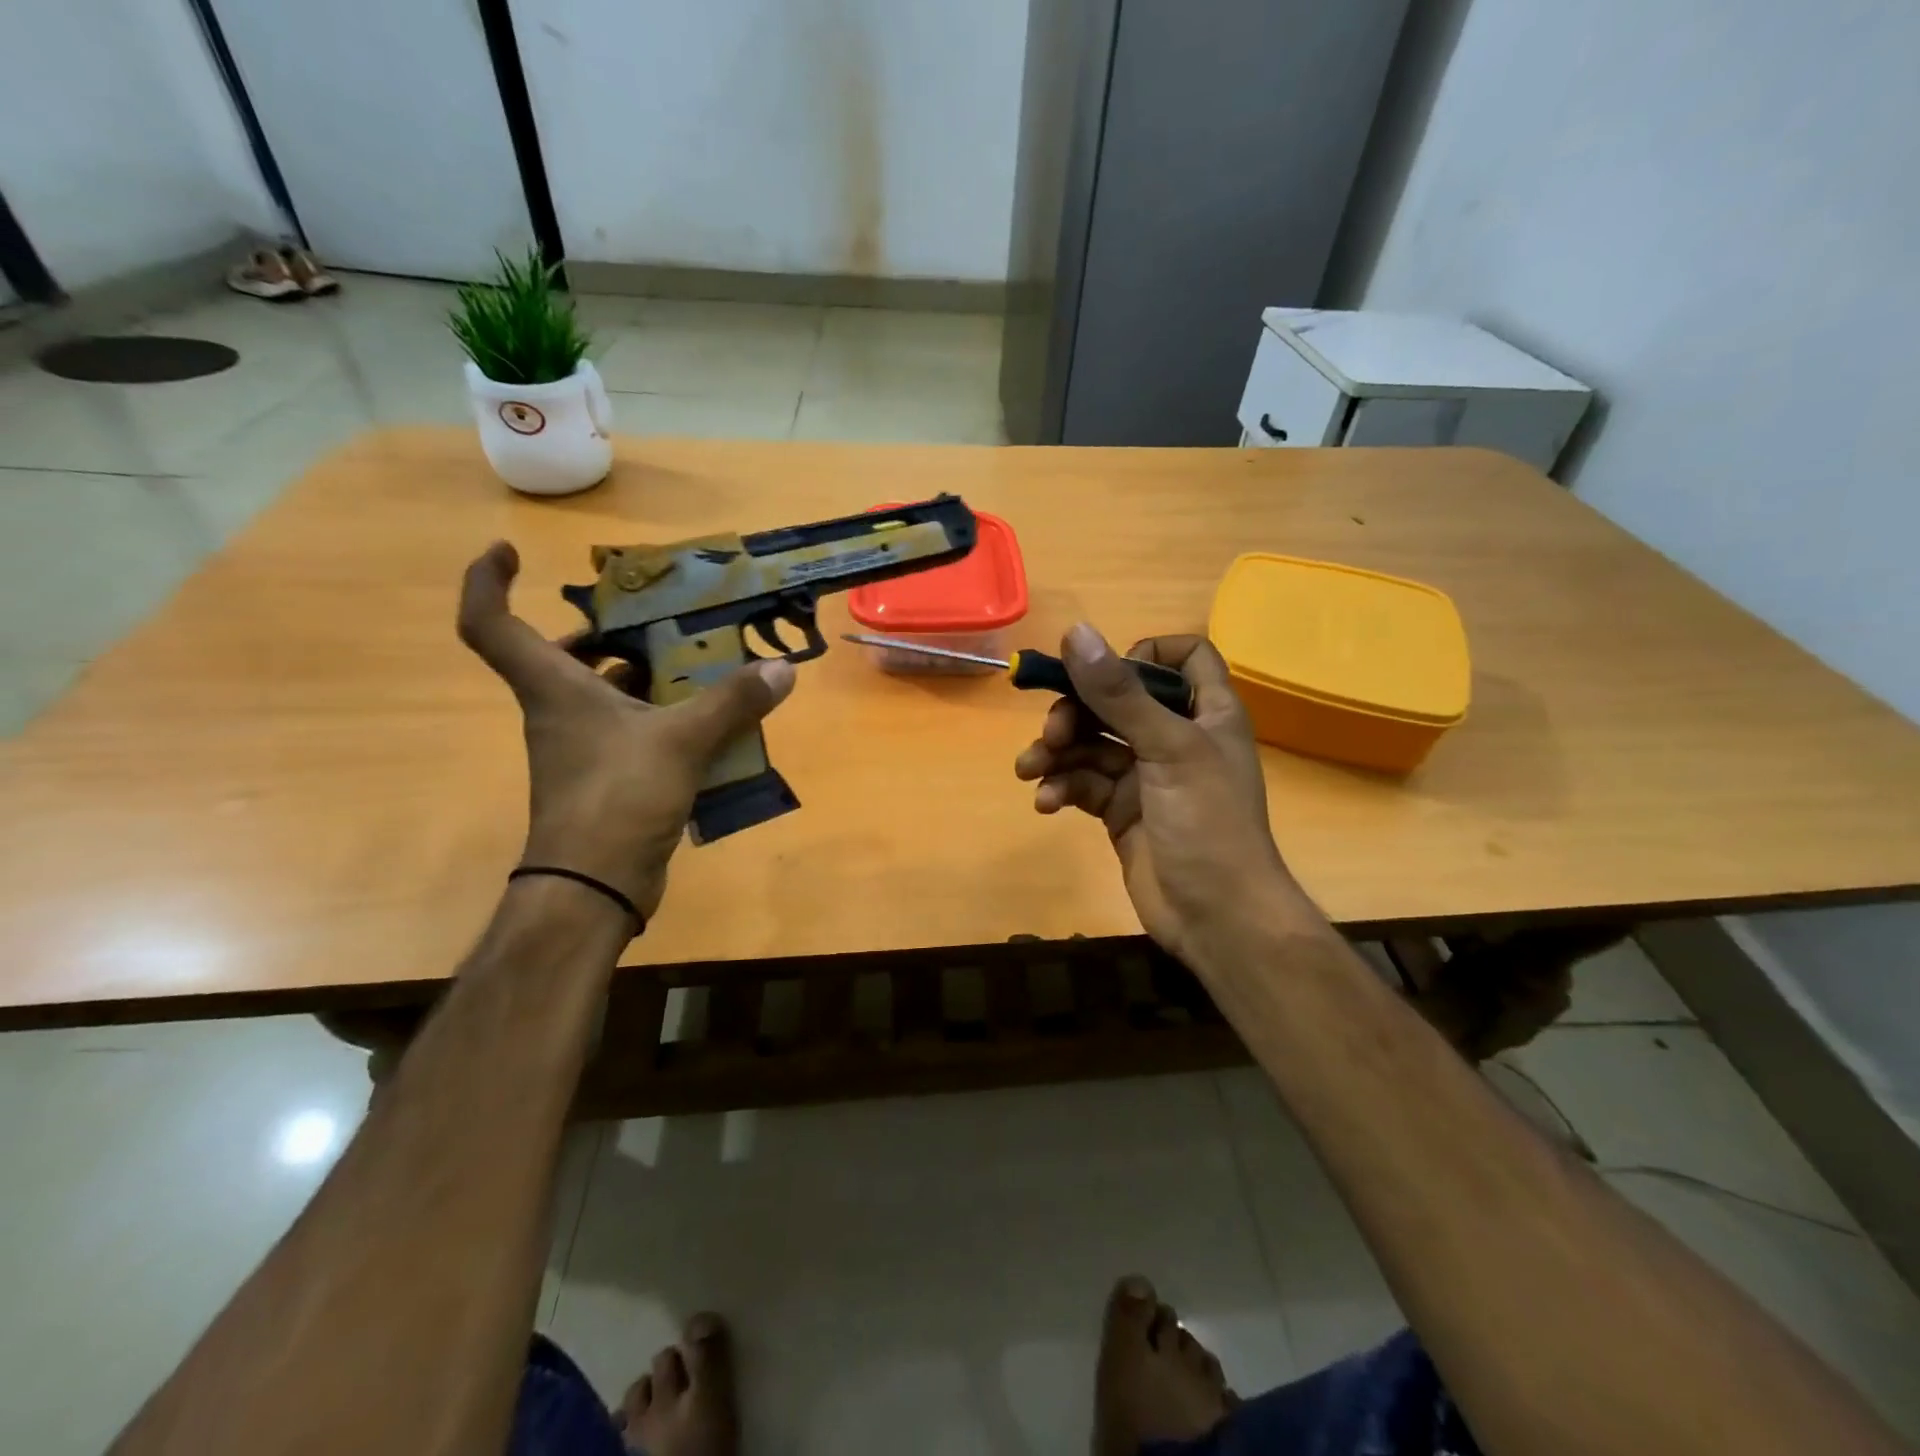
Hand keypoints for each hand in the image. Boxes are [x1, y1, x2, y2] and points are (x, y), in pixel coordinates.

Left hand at [458, 541, 794, 920]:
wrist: (595, 885)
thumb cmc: (618, 797)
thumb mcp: (682, 742)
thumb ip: (732, 702)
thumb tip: (782, 669)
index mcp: (554, 689)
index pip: (491, 624)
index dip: (490, 582)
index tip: (512, 553)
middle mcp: (559, 712)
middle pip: (560, 657)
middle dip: (602, 633)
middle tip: (652, 617)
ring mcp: (582, 748)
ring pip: (604, 695)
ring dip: (643, 675)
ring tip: (697, 661)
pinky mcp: (608, 778)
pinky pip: (632, 730)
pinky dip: (663, 718)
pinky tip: (708, 719)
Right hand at [1013, 624, 1298, 969]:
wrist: (1217, 918)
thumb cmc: (1207, 824)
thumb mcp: (1166, 750)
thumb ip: (1119, 693)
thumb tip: (1075, 632)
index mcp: (1204, 712)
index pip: (1183, 657)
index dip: (1145, 654)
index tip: (1108, 673)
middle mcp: (1175, 737)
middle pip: (1117, 701)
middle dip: (1077, 712)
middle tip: (1052, 734)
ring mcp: (1146, 776)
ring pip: (1092, 745)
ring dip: (1057, 754)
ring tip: (1030, 771)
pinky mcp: (1122, 811)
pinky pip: (1084, 785)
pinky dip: (1062, 788)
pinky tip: (1045, 803)